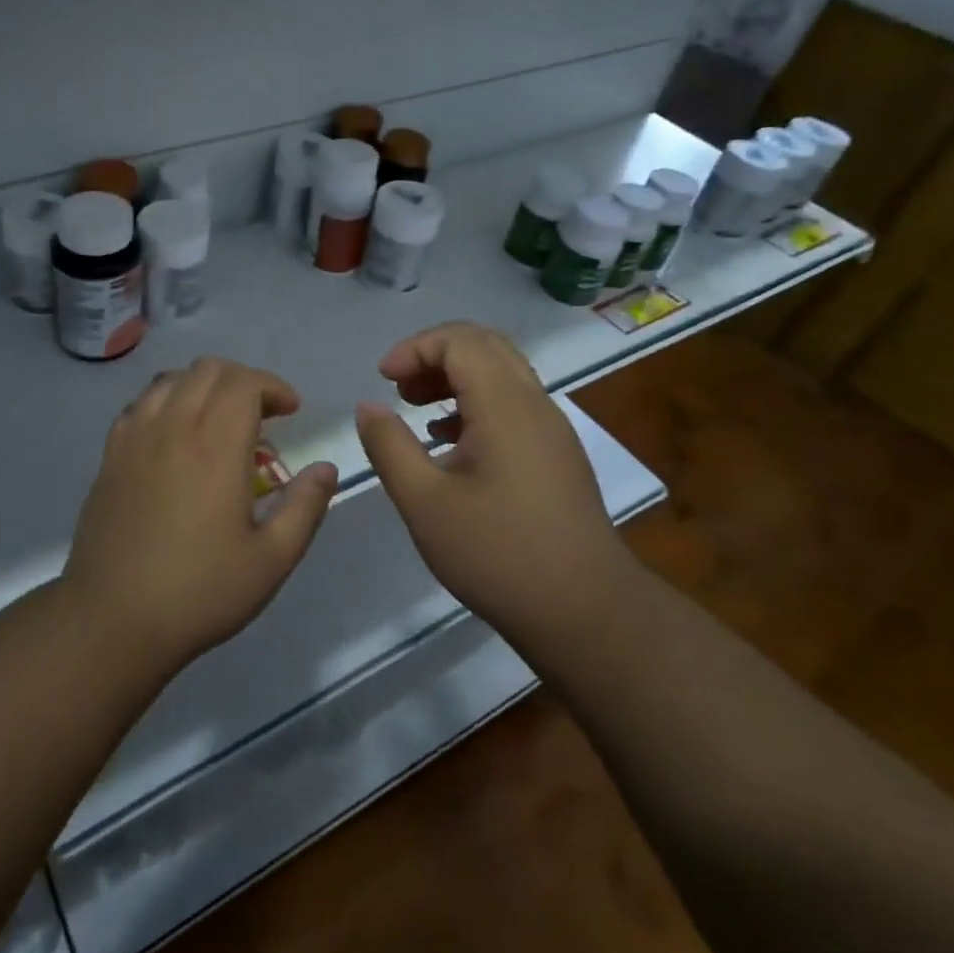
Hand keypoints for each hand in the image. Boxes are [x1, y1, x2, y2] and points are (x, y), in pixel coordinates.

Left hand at [63, 357, 339, 669]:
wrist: (112, 619)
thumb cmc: (199, 591)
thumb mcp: (271, 559)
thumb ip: (304, 507)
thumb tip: (325, 469)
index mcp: (215, 445)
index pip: (245, 382)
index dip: (273, 386)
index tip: (291, 411)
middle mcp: (172, 426)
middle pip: (208, 370)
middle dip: (243, 380)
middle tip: (262, 414)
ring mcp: (134, 437)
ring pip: (171, 379)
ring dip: (203, 386)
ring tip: (219, 420)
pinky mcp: (110, 455)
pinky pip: (140, 404)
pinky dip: (167, 402)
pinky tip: (175, 437)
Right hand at [354, 322, 623, 635]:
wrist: (585, 612)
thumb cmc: (497, 554)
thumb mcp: (424, 502)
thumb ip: (389, 446)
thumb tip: (368, 407)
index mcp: (505, 405)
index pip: (460, 340)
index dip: (414, 348)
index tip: (383, 380)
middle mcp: (535, 403)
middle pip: (485, 345)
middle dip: (434, 355)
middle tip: (399, 388)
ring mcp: (552, 429)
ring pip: (502, 372)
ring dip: (455, 377)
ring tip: (416, 409)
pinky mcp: (557, 454)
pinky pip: (514, 403)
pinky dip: (476, 402)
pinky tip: (450, 443)